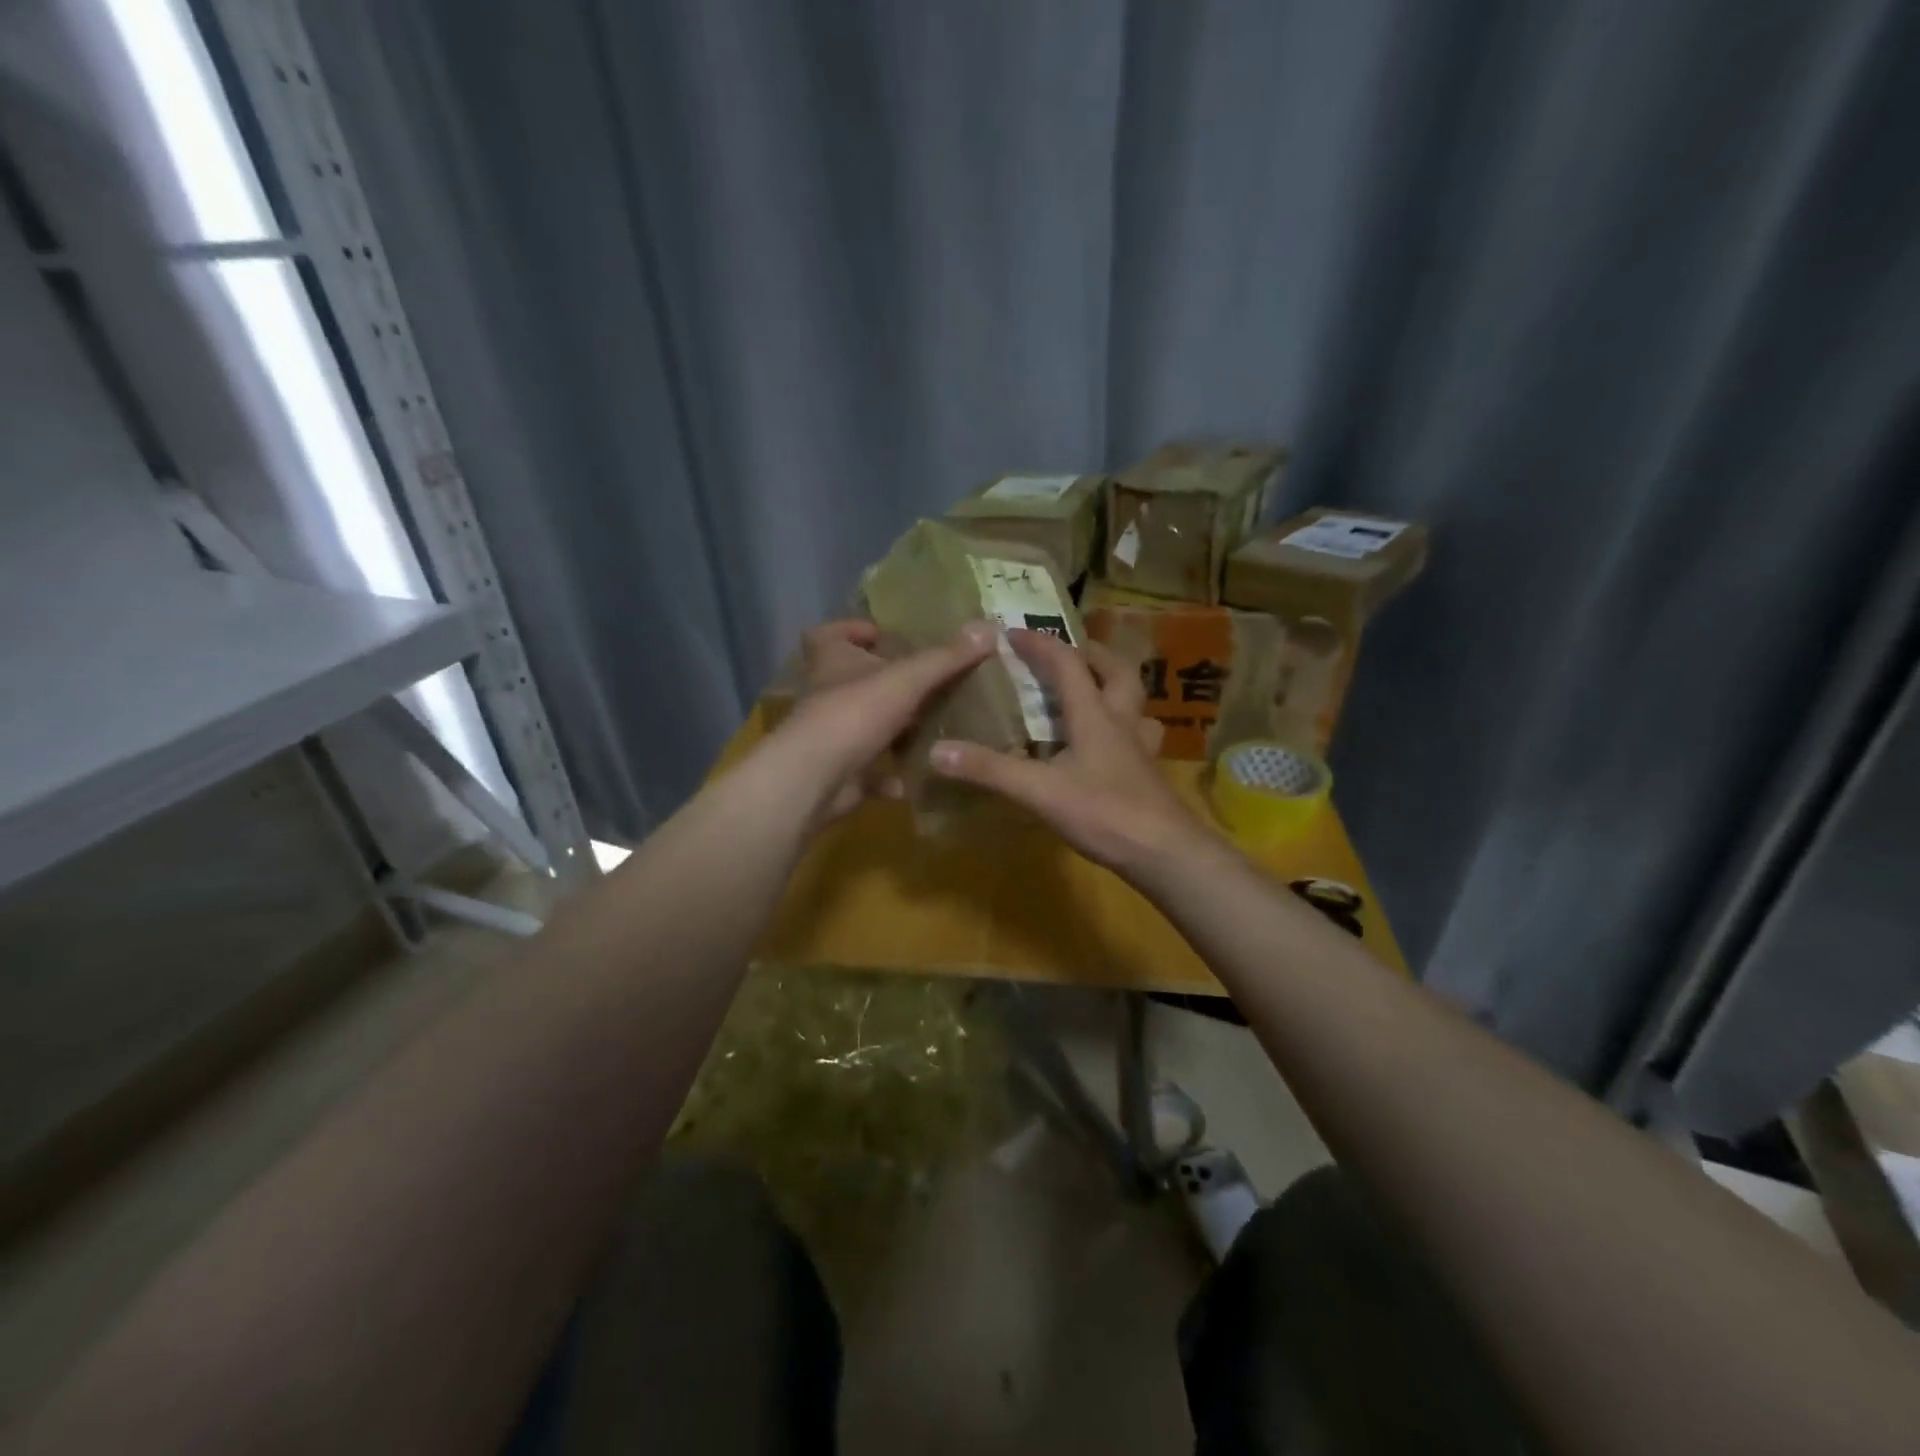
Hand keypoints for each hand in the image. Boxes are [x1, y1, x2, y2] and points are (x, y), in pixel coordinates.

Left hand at [769, 619, 995, 823]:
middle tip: (924, 683)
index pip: (827, 634)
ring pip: (861, 726)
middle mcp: (826, 695)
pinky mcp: (838, 773)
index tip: (882, 636)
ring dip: (890, 728)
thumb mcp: (907, 679)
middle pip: (849, 680)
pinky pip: (868, 772)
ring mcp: (830, 737)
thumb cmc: (854, 714)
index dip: (851, 630)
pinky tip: (918, 776)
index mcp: (831, 662)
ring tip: (931, 726)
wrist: (814, 779)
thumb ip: (946, 657)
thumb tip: (989, 628)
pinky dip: (890, 775)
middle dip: (883, 682)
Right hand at [928, 629, 1202, 873]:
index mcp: (1095, 714)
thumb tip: (938, 751)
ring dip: (1116, 687)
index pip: (1068, 664)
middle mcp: (1122, 721)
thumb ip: (990, 770)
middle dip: (1092, 654)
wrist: (1164, 853)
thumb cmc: (1103, 813)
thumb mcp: (1039, 791)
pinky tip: (1107, 746)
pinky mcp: (1147, 774)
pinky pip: (1137, 735)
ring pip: (1136, 703)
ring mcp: (1140, 748)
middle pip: (1118, 672)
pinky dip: (1121, 727)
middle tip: (1068, 652)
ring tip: (1093, 691)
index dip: (1040, 645)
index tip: (1012, 633)